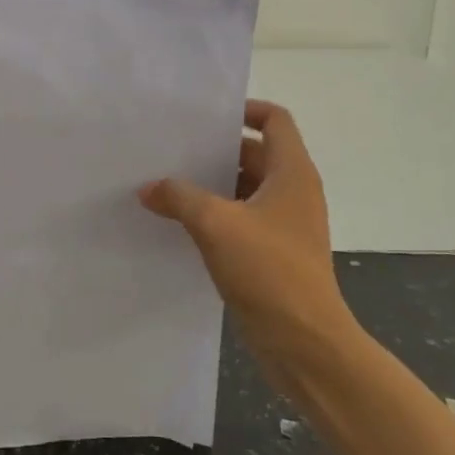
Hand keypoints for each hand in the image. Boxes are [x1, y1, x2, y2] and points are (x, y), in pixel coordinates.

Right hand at [139, 101, 349, 390]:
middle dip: (217, 150)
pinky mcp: (275, 254)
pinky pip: (243, 220)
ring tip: (168, 183)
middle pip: (256, 153)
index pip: (275, 120)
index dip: (245, 109)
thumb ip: (179, 197)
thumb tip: (149, 187)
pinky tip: (181, 224)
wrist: (306, 344)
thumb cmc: (269, 271)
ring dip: (213, 185)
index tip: (206, 117)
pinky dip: (217, 216)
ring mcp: (286, 225)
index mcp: (292, 172)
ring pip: (246, 189)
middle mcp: (294, 192)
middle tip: (173, 149)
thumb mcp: (216, 224)